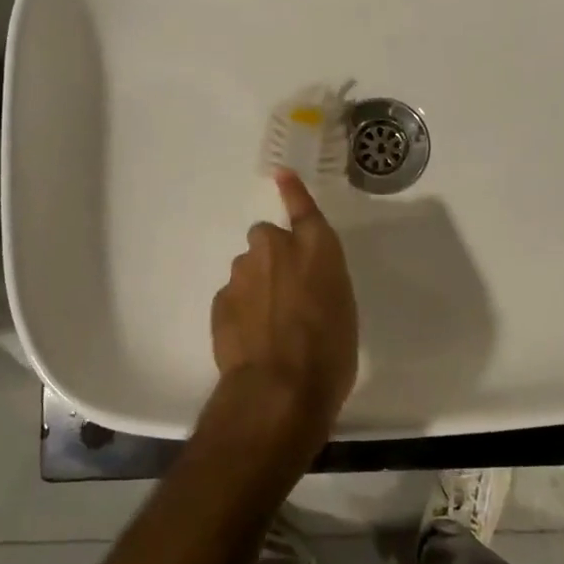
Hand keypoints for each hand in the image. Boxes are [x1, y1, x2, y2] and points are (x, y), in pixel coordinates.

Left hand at [210, 170, 358, 447]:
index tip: (281, 174)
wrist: (279, 389)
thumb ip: (322, 282)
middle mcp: (276, 248)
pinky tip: (251, 340)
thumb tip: (306, 283)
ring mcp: (243, 272)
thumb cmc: (329, 352)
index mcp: (316, 247)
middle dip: (273, 257)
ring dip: (256, 285)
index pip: (303, 208)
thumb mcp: (343, 309)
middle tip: (286, 292)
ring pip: (248, 269)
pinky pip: (234, 296)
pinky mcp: (220, 299)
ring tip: (269, 325)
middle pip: (267, 239)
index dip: (293, 191)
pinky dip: (241, 310)